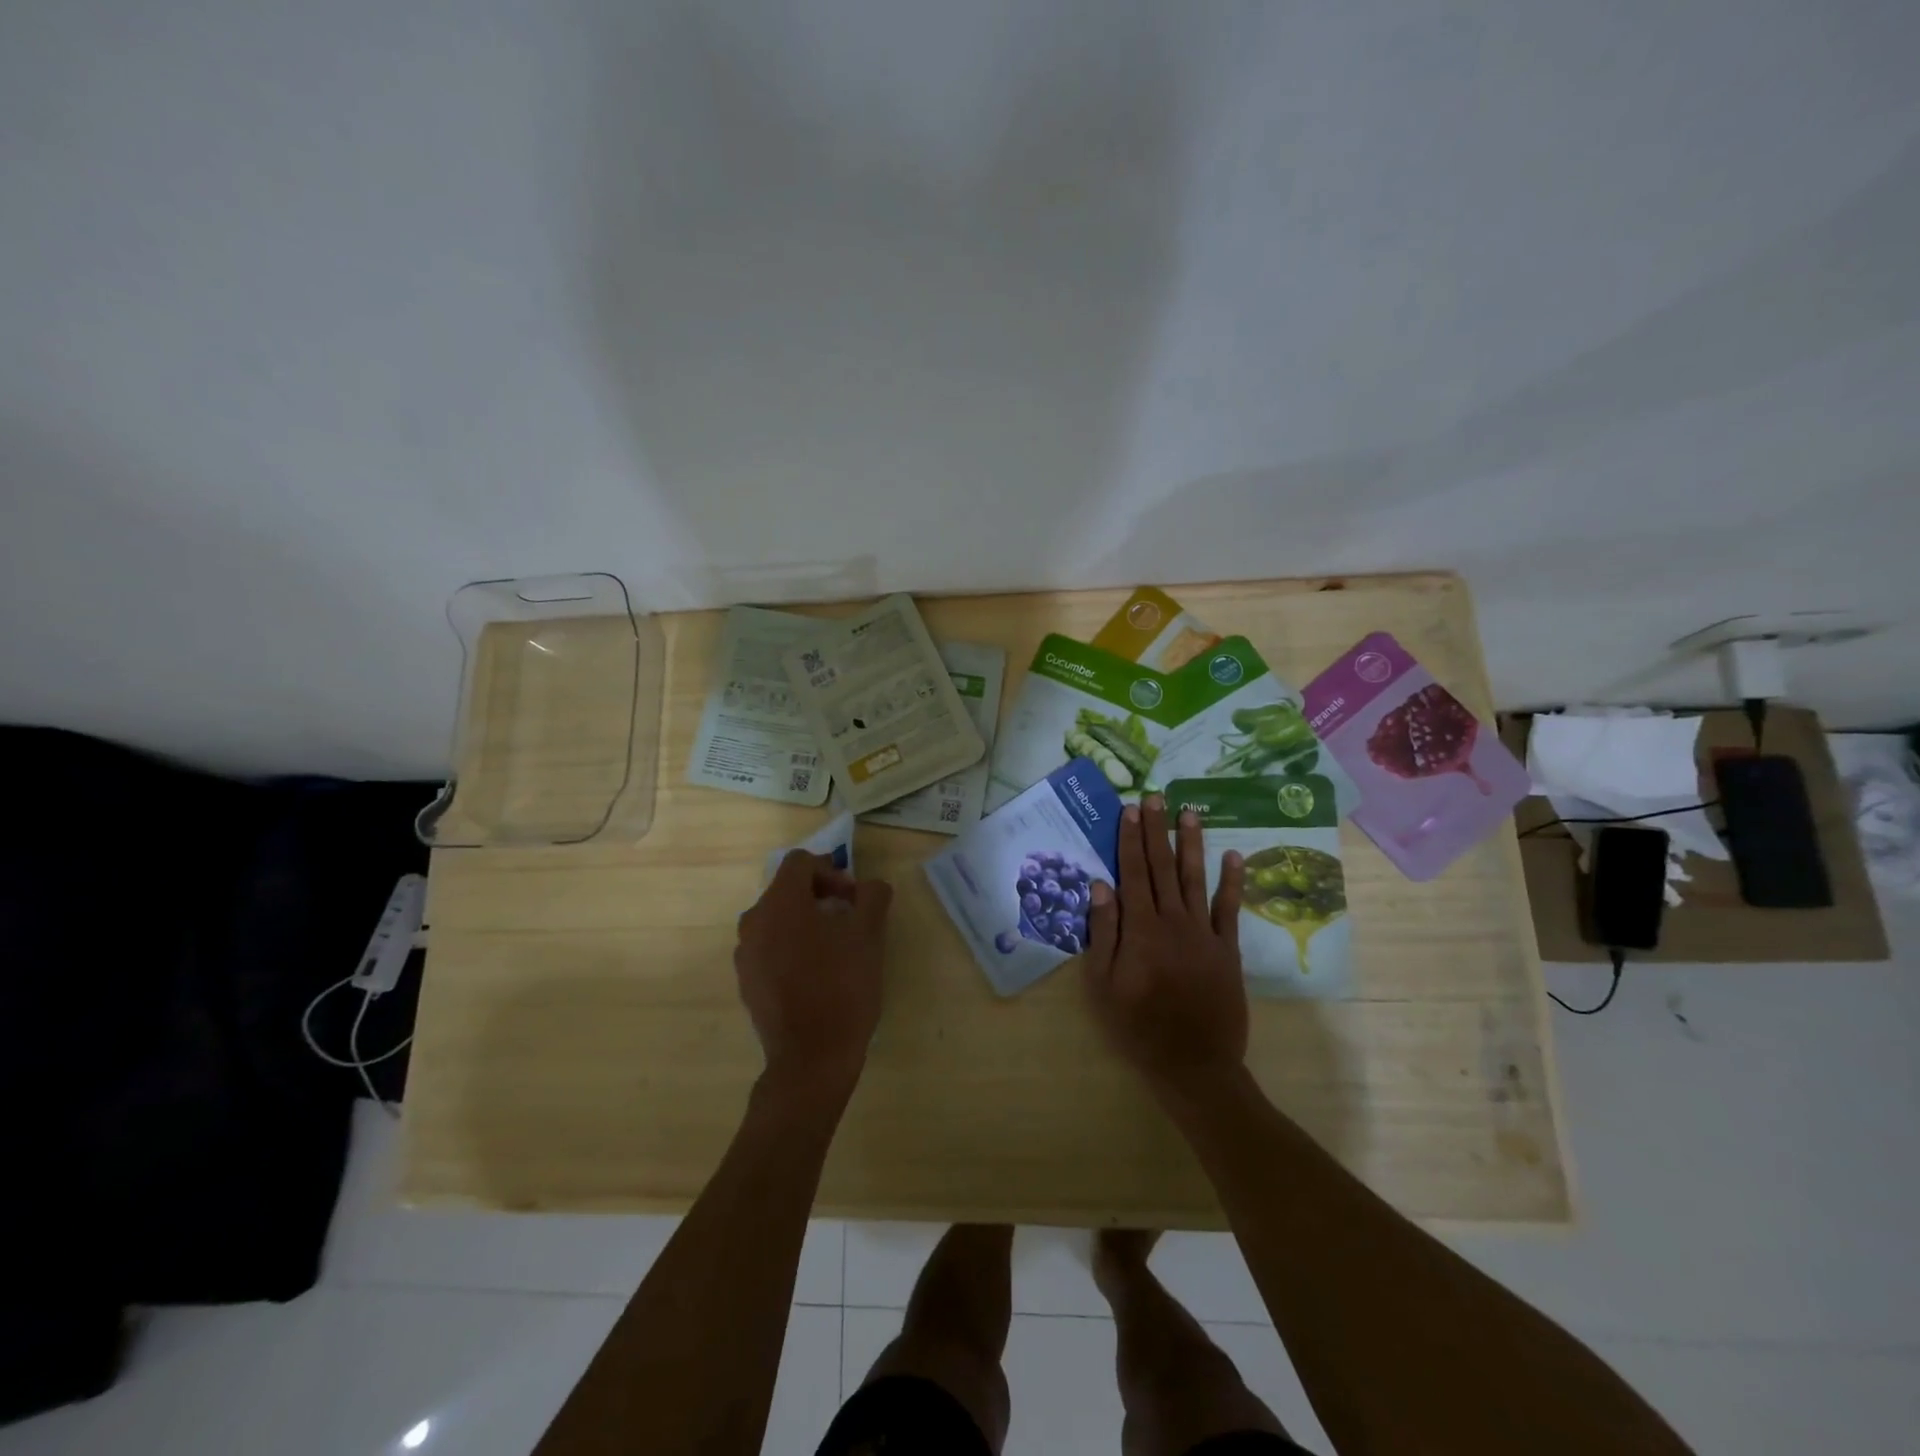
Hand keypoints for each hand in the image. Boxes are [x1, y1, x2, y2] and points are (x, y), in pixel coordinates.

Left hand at [735, 850, 892, 1103]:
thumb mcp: (869, 936)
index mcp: (780, 903)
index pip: (801, 862)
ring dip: (806, 921)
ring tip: (835, 946)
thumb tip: (870, 885)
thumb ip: (872, 897)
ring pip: (777, 919)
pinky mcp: (747, 981)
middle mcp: (754, 921)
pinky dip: (791, 946)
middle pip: (787, 889)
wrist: (811, 1058)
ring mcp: (746, 954)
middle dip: (820, 895)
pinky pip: (769, 947)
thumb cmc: (842, 987)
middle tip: (850, 918)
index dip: (831, 871)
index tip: (853, 897)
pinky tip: (816, 973)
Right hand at [1082, 795, 1248, 1097]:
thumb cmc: (1137, 1026)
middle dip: (1158, 830)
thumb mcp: (1102, 985)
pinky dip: (1232, 882)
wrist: (1193, 1064)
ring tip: (1190, 812)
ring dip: (1192, 843)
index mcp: (1141, 929)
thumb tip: (1101, 885)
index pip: (1133, 872)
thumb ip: (1103, 932)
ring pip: (1195, 878)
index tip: (1130, 809)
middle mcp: (1173, 921)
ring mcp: (1204, 933)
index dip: (1130, 839)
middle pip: (1162, 867)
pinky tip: (1234, 857)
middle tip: (1156, 797)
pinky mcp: (1227, 949)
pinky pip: (1230, 909)